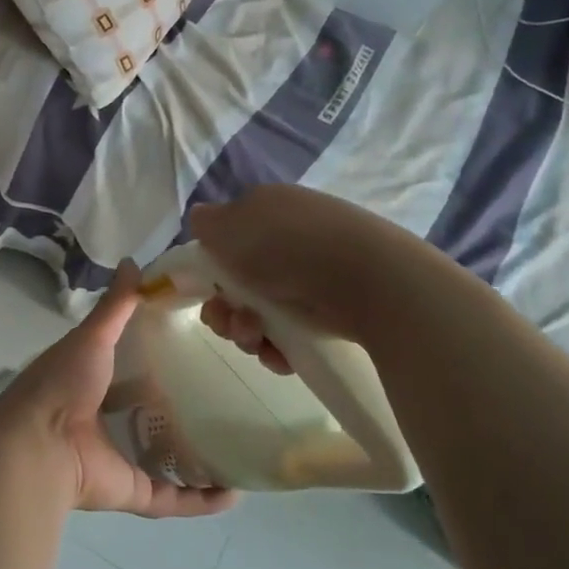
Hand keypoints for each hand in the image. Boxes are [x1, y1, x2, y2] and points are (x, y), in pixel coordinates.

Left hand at [0, 263, 234, 518]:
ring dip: (195, 455)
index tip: (195, 344)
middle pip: (147, 414)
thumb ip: (115, 305)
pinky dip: (201, 500)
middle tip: (224, 392)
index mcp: (91, 384)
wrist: (38, 446)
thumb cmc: (62, 385)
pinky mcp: (132, 491)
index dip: (155, 358)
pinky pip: (173, 498)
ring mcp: (119, 459)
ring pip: (163, 459)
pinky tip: (235, 494)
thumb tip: (134, 262)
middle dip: (178, 406)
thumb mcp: (91, 337)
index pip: (127, 368)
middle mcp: (104, 422)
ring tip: (237, 442)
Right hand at [189, 185, 396, 342]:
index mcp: (269, 213)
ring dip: (246, 331)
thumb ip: (208, 223)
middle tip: (229, 321)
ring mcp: (313, 280)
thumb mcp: (231, 223)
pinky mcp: (333, 315)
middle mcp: (290, 243)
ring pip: (262, 315)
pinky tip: (279, 355)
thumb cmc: (288, 244)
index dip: (211, 268)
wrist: (366, 280)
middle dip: (225, 309)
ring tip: (256, 338)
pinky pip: (291, 338)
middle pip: (240, 285)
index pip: (230, 241)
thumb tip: (201, 219)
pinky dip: (278, 349)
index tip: (206, 289)